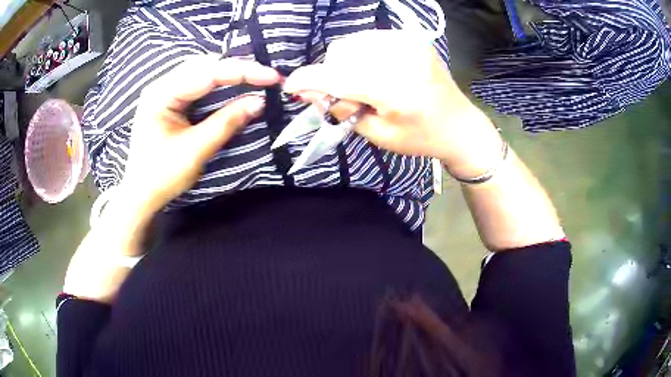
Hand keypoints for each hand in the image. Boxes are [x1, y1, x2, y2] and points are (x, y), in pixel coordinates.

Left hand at [123, 55, 281, 215]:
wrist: (140, 195)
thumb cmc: (162, 176)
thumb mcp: (195, 150)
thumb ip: (226, 122)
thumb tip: (259, 102)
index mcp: (161, 94)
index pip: (207, 73)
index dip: (243, 71)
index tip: (272, 76)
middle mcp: (161, 85)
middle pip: (204, 65)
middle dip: (237, 68)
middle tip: (265, 77)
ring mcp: (164, 91)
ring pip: (201, 71)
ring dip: (228, 73)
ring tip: (254, 78)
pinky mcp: (169, 100)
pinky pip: (197, 83)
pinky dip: (218, 83)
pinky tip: (232, 85)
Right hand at [283, 30, 502, 178]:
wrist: (458, 124)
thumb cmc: (420, 138)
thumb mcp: (377, 134)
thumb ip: (340, 109)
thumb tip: (306, 91)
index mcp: (396, 89)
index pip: (339, 76)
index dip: (309, 79)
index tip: (291, 85)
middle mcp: (401, 58)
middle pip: (341, 53)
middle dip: (331, 73)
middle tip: (343, 95)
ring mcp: (408, 42)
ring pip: (352, 42)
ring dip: (345, 62)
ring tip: (362, 83)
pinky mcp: (411, 37)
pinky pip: (368, 38)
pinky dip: (361, 53)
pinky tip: (373, 70)